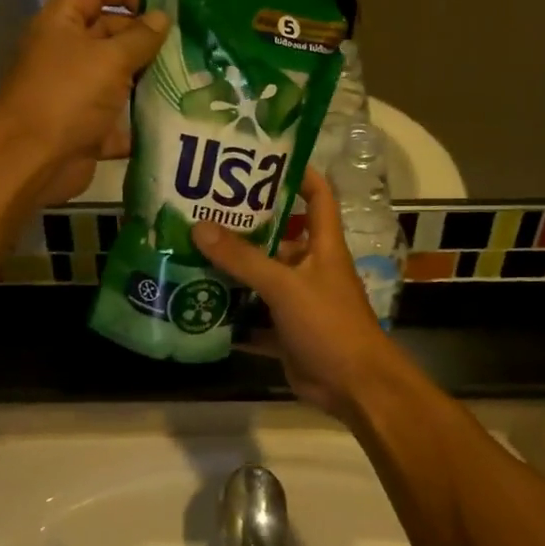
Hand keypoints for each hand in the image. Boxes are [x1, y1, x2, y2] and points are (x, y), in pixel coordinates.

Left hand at [0, 0, 168, 206]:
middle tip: (186, 46)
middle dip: (145, 38)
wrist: (32, 161)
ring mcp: (77, 92)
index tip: (161, 4)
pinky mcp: (87, 127)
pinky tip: (175, 119)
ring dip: (149, 80)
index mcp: (62, 23)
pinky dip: (142, 121)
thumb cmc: (68, 97)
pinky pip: (120, 119)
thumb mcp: (109, 59)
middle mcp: (67, 53)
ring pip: (118, 77)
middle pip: (110, 32)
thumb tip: (162, 17)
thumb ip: (140, 37)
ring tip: (189, 79)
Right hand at [193, 168, 402, 419]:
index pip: (317, 195)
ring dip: (233, 270)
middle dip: (245, 225)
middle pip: (279, 236)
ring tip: (191, 251)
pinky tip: (198, 303)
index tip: (262, 159)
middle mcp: (311, 266)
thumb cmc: (329, 323)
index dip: (298, 173)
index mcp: (322, 245)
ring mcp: (298, 300)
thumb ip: (243, 259)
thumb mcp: (285, 286)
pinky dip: (232, 313)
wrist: (353, 386)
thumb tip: (200, 227)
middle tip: (203, 208)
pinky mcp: (286, 331)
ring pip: (262, 277)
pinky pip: (254, 316)